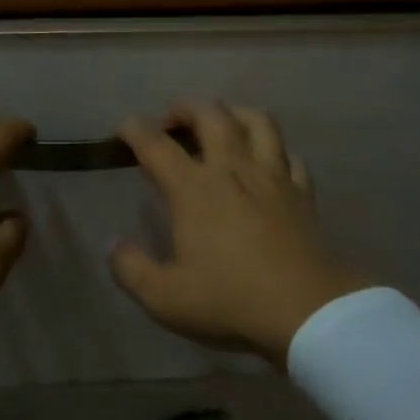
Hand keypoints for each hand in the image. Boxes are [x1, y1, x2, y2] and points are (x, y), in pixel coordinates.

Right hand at [109, 101, 372, 367]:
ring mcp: (273, 177)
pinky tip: (269, 162)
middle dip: (186, 108)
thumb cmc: (229, 300)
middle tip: (173, 120)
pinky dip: (275, 150)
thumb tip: (113, 245)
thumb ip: (131, 269)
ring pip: (257, 121)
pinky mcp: (303, 193)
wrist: (305, 311)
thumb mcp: (164, 298)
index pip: (156, 145)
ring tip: (223, 123)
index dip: (135, 130)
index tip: (124, 129)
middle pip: (211, 115)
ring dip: (235, 113)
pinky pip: (290, 156)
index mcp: (193, 190)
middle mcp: (232, 170)